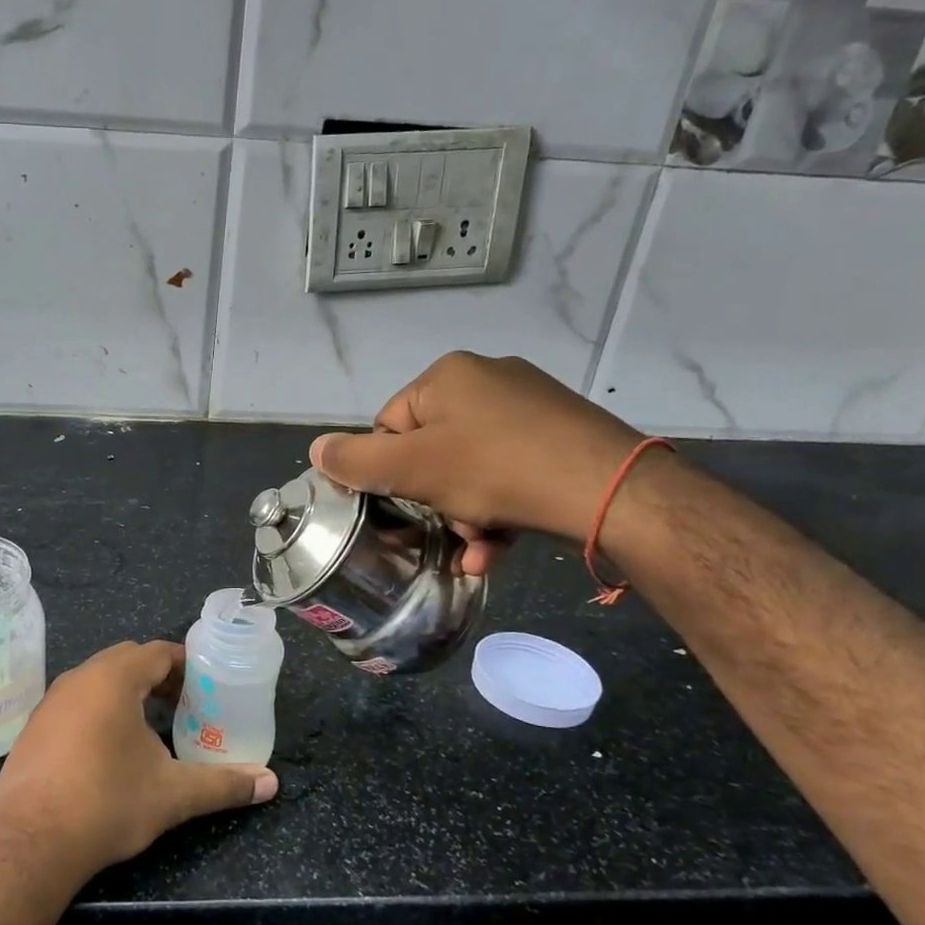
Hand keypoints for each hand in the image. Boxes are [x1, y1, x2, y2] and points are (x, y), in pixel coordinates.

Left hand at [0, 641, 276, 890]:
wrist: (30, 844)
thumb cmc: (107, 804)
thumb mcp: (173, 794)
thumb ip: (223, 784)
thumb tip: (270, 784)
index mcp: (113, 679)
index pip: (157, 652)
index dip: (186, 664)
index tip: (207, 686)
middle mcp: (78, 679)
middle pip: (127, 660)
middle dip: (159, 676)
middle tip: (184, 705)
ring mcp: (50, 702)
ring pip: (97, 680)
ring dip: (127, 693)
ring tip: (151, 727)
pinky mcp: (33, 728)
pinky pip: (74, 703)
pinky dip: (99, 711)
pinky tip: (109, 750)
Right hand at [309, 352, 645, 574]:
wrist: (608, 489)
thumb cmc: (496, 470)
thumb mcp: (412, 468)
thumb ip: (356, 460)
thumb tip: (315, 449)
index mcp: (447, 376)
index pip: (391, 425)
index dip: (393, 471)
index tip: (409, 504)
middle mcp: (488, 379)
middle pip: (433, 449)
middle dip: (435, 500)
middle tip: (450, 530)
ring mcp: (530, 405)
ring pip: (472, 467)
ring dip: (465, 514)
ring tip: (478, 548)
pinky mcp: (561, 433)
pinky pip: (509, 471)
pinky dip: (499, 508)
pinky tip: (499, 545)